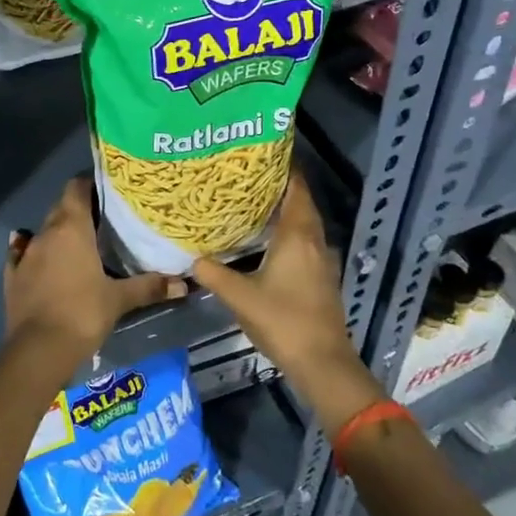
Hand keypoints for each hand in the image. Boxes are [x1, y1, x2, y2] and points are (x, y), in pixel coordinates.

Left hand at [4, 178, 184, 369]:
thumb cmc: (82, 314)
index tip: (108, 191)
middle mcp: (46, 233)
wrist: (38, 350)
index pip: (76, 188)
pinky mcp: (12, 276)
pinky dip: (32, 252)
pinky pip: (22, 254)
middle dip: (79, 208)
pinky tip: (40, 258)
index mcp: (71, 228)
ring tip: (81, 243)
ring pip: (44, 231)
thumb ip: (149, 287)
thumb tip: (184, 283)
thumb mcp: (119, 300)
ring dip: (59, 233)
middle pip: (61, 207)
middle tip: (103, 219)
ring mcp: (26, 254)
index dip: (90, 184)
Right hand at [190, 170, 360, 390]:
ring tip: (254, 203)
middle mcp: (313, 241)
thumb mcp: (240, 297)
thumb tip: (192, 259)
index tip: (263, 153)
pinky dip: (289, 232)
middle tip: (249, 177)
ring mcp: (321, 260)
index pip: (296, 189)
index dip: (284, 168)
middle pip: (301, 203)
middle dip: (280, 187)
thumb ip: (214, 275)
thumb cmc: (283, 321)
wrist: (322, 362)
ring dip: (285, 211)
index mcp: (297, 236)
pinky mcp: (321, 277)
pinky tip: (268, 240)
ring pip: (305, 224)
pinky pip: (305, 242)